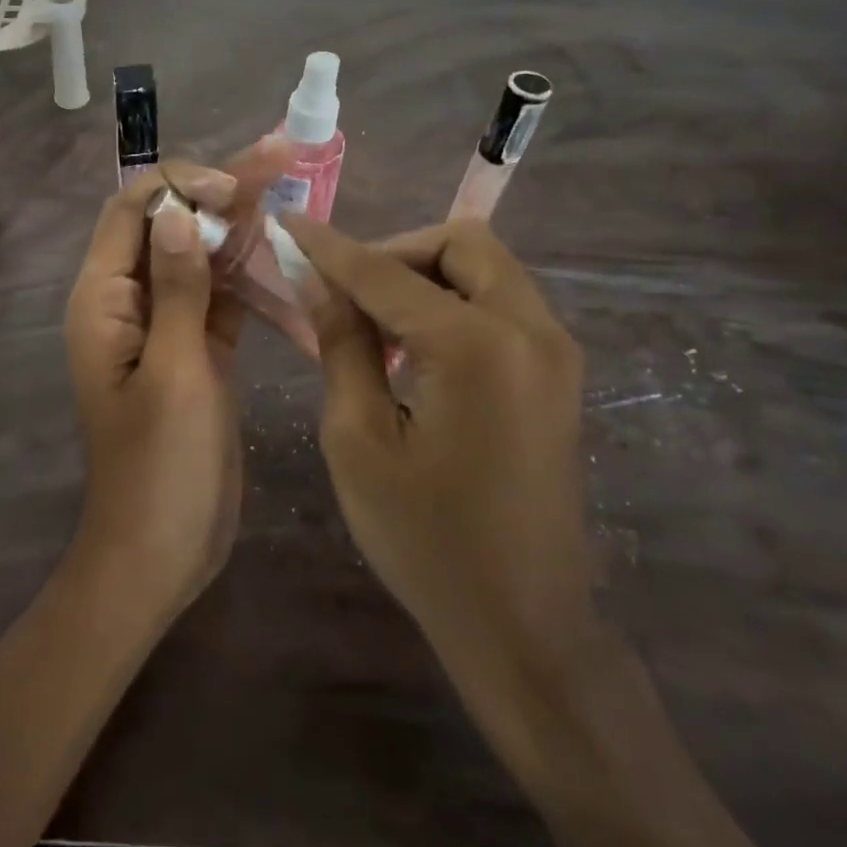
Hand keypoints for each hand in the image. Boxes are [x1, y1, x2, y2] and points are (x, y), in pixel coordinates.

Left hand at [63, 148, 285, 618]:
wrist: (160, 551)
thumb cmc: (161, 468)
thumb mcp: (176, 372)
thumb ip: (177, 288)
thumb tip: (176, 210)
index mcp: (104, 300)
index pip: (133, 210)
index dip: (182, 185)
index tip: (236, 188)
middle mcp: (129, 302)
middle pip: (171, 225)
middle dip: (221, 191)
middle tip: (280, 155)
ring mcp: (165, 326)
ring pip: (200, 257)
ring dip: (240, 227)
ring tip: (289, 189)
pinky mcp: (197, 351)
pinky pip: (219, 296)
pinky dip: (248, 275)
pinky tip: (283, 254)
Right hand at [275, 215, 596, 712]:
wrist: (523, 623)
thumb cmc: (425, 540)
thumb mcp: (358, 441)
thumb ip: (342, 347)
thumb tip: (320, 284)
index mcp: (476, 347)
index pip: (386, 273)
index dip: (330, 248)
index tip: (288, 223)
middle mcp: (530, 331)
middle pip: (461, 244)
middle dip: (395, 253)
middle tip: (345, 294)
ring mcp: (555, 351)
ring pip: (486, 269)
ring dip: (425, 276)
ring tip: (373, 325)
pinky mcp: (558, 374)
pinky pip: (502, 304)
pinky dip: (453, 303)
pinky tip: (414, 350)